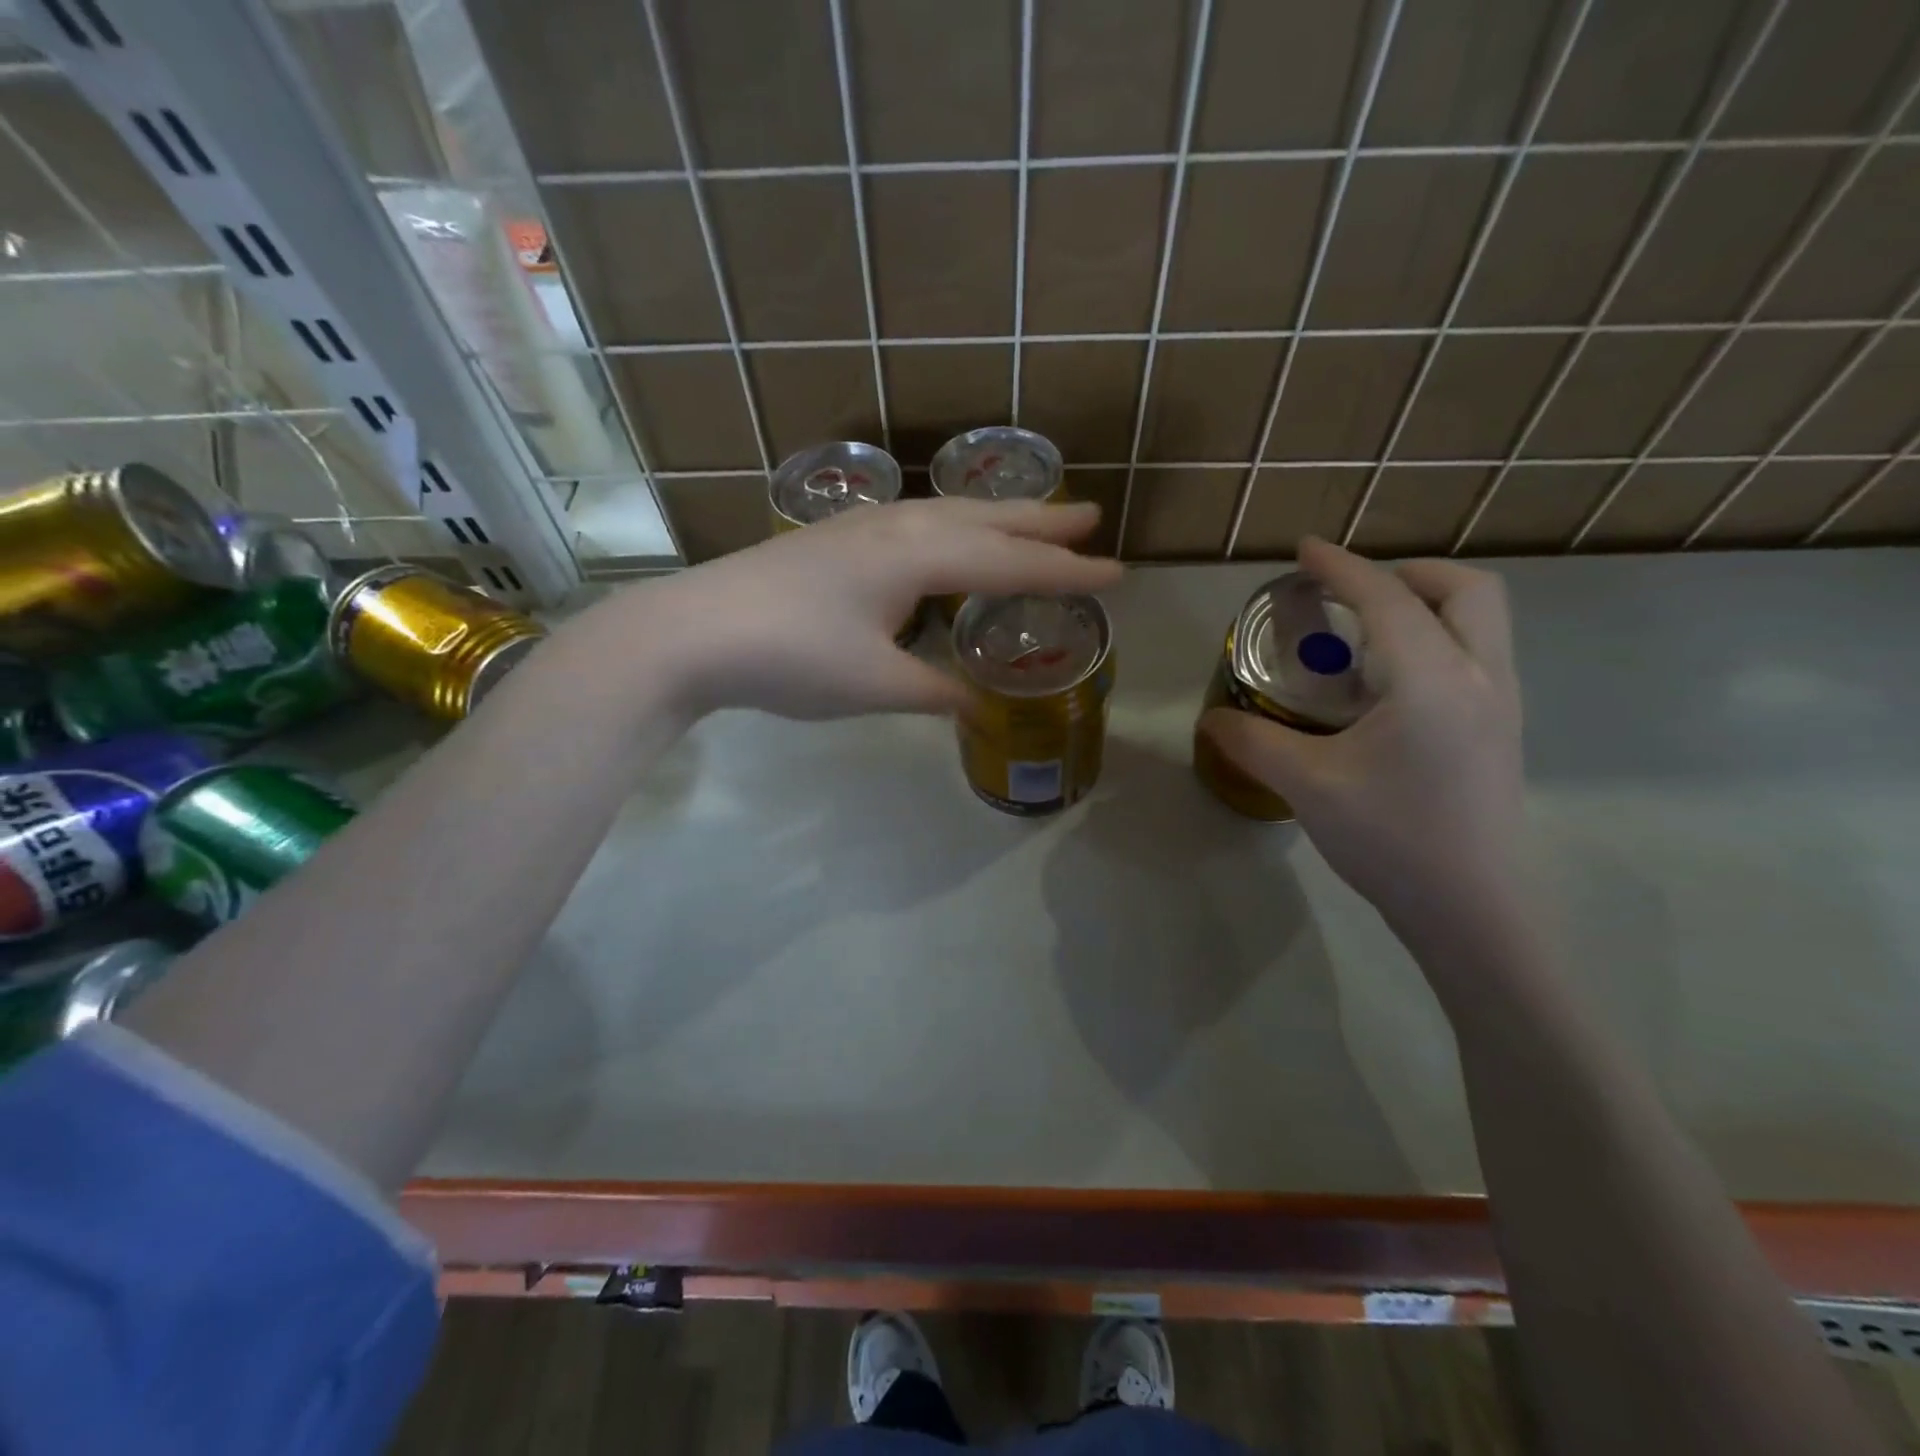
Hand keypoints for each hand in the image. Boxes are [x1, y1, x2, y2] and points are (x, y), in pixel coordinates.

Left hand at [612, 497, 1121, 720]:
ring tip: (1031, 518)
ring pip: (948, 514)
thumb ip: (935, 692)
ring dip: (995, 516)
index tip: (1116, 574)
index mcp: (916, 560)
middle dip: (1040, 522)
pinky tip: (943, 536)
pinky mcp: (833, 539)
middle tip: (1091, 515)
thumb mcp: (875, 685)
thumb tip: (979, 706)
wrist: (691, 632)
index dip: (1064, 572)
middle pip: (984, 520)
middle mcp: (897, 530)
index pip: (1009, 565)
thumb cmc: (790, 657)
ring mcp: (861, 529)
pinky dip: (951, 525)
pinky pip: (915, 521)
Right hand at [1198, 538, 1524, 941]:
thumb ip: (1254, 743)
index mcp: (1432, 679)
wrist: (1473, 911)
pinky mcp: (1502, 733)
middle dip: (1408, 574)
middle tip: (1352, 595)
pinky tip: (1389, 688)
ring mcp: (1502, 705)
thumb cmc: (1392, 840)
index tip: (1304, 549)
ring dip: (1427, 605)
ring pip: (1482, 621)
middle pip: (1466, 590)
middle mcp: (1481, 677)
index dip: (1340, 567)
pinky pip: (1478, 656)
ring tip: (1365, 637)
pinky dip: (1437, 641)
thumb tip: (1211, 720)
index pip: (1385, 599)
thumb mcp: (1309, 787)